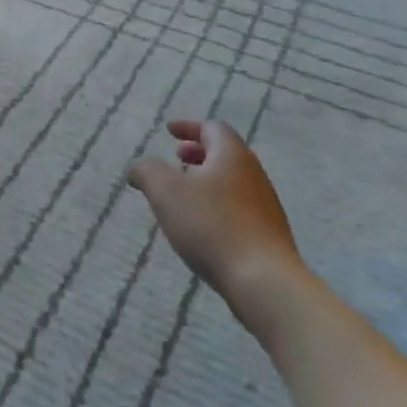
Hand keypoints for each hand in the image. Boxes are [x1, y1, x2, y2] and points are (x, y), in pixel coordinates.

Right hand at [127, 120, 317, 338]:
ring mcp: (264, 203)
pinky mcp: (267, 231)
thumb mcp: (166, 192)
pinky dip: (216, 201)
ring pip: (231, 179)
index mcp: (231, 155)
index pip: (212, 128)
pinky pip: (238, 204)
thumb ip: (147, 171)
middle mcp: (253, 173)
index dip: (188, 127)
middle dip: (198, 152)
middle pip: (225, 153)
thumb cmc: (210, 226)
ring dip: (206, 178)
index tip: (169, 131)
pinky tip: (202, 223)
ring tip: (184, 193)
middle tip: (176, 157)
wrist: (262, 278)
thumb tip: (139, 167)